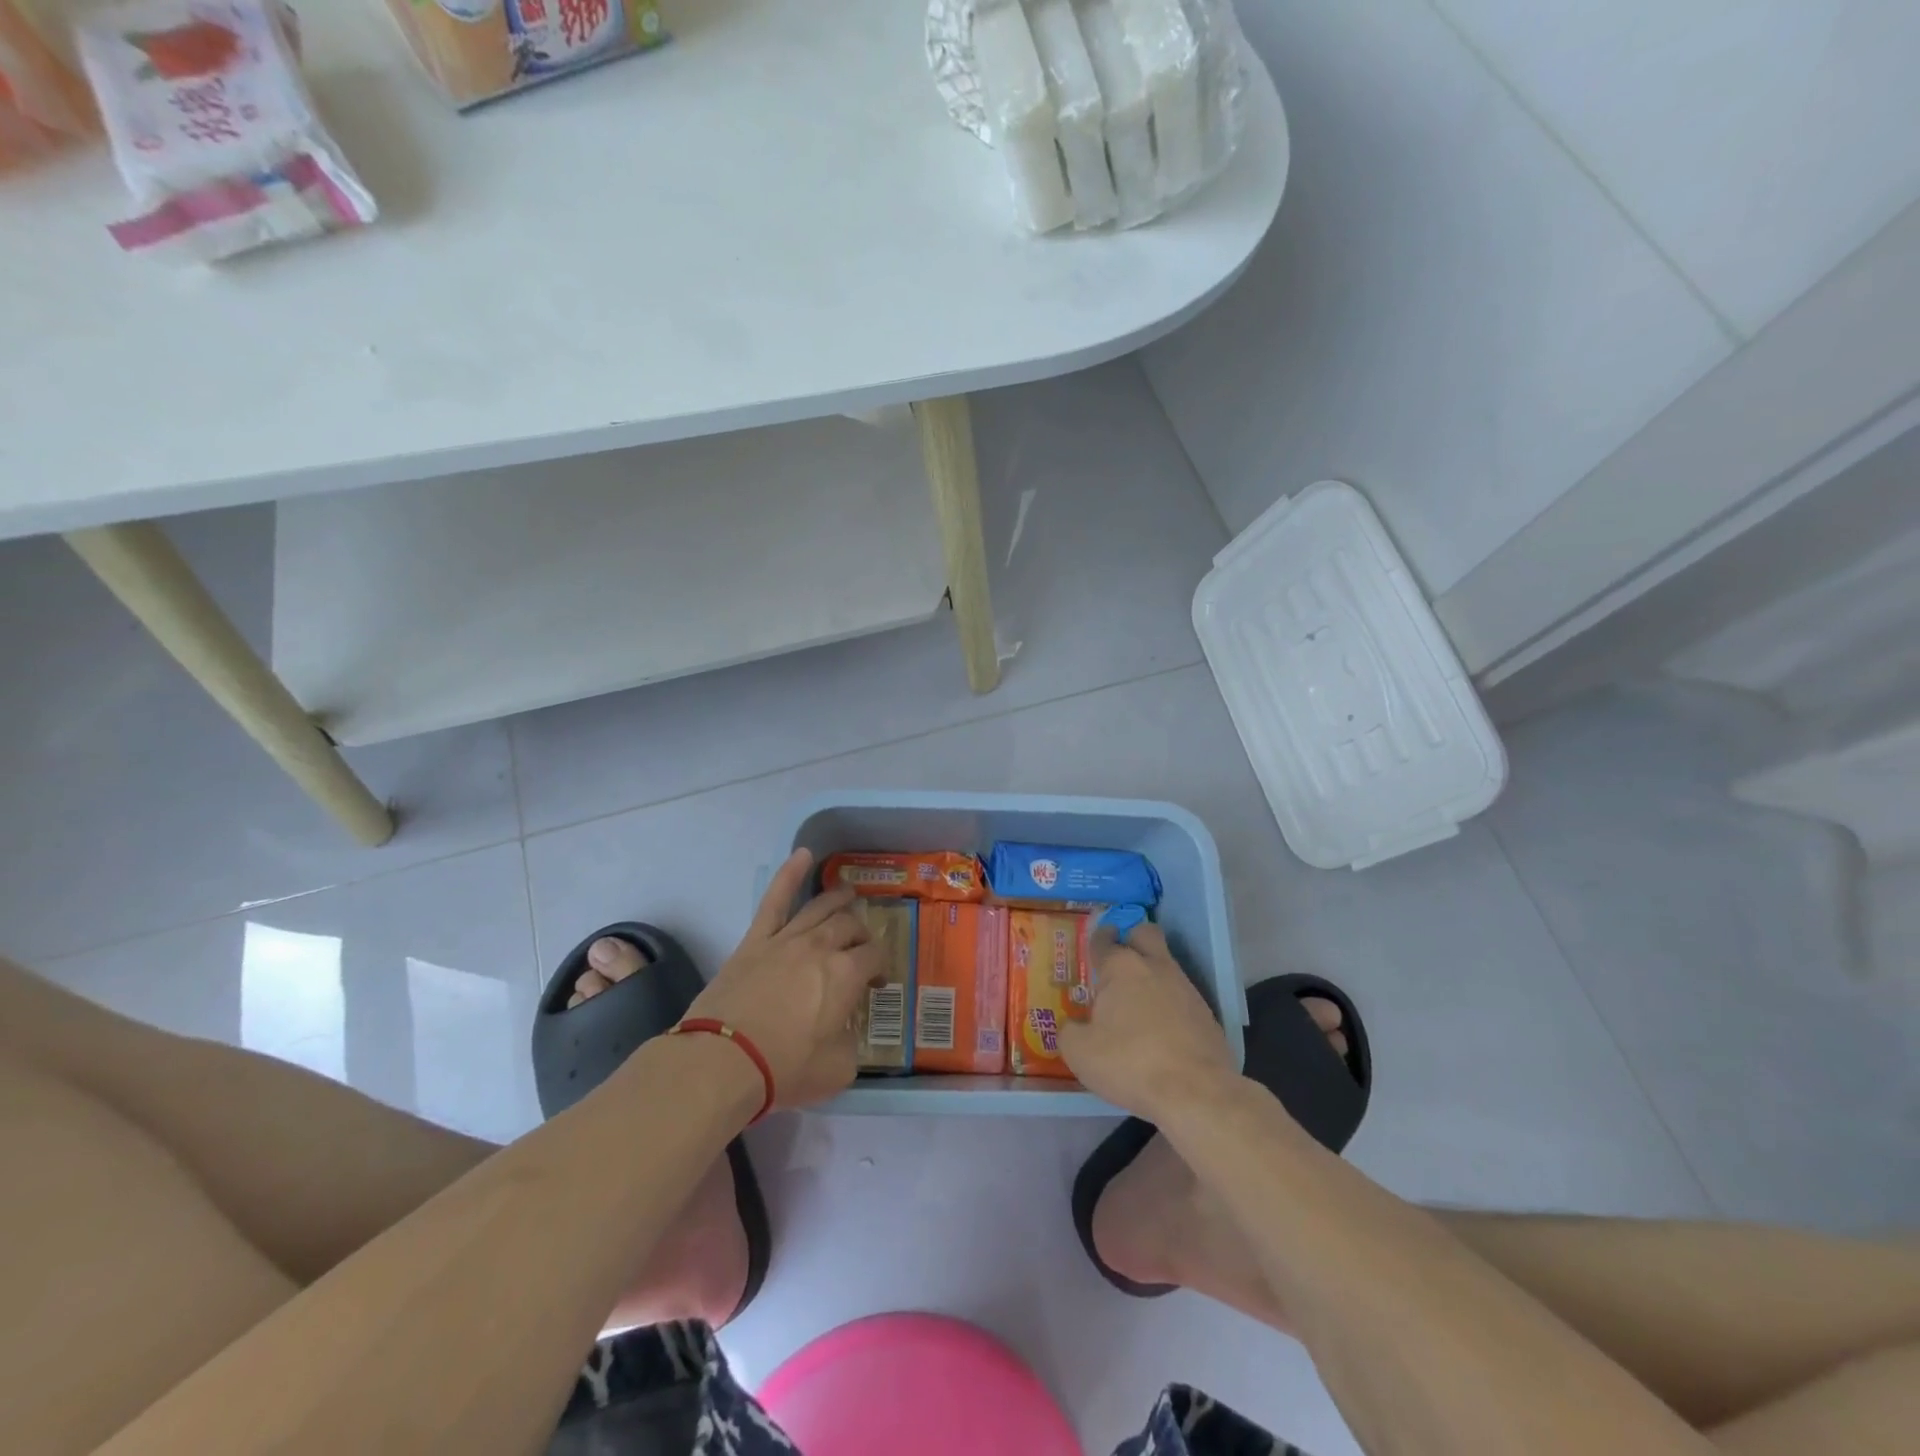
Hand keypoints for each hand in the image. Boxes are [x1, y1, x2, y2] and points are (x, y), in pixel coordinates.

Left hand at [685, 849, 885, 1109]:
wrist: (723, 1061)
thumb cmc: (784, 1068)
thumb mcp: (838, 1069)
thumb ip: (851, 1043)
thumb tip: (845, 1030)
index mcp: (847, 974)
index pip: (875, 956)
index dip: (881, 966)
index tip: (877, 982)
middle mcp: (822, 946)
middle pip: (850, 926)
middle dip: (862, 934)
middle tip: (862, 946)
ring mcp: (786, 938)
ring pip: (820, 907)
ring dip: (839, 898)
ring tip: (848, 893)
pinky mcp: (755, 940)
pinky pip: (775, 899)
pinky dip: (790, 873)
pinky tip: (802, 854)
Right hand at [1059, 922, 1236, 1121]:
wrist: (1196, 1092)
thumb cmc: (1129, 1063)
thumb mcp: (1080, 1053)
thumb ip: (1070, 1032)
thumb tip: (1072, 1026)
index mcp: (1120, 968)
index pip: (1104, 940)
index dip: (1097, 939)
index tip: (1093, 945)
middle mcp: (1155, 967)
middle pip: (1145, 933)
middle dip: (1132, 939)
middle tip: (1119, 961)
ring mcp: (1186, 988)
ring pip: (1166, 965)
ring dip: (1152, 975)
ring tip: (1137, 1005)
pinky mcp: (1207, 1014)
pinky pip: (1182, 997)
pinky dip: (1170, 1006)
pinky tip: (1161, 1031)